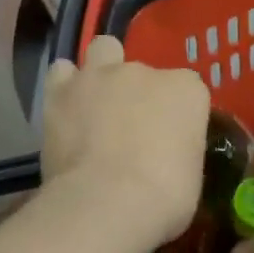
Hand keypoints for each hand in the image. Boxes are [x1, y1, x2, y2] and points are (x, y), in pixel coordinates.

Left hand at [41, 36, 209, 252]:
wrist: (107, 202)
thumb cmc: (164, 197)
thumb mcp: (191, 177)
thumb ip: (179, 150)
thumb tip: (165, 155)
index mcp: (187, 90)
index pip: (187, 90)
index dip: (177, 112)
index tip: (170, 138)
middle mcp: (145, 71)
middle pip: (144, 71)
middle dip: (138, 91)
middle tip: (130, 125)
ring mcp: (101, 76)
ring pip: (103, 50)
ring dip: (101, 72)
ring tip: (95, 103)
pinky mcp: (62, 90)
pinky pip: (61, 72)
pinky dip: (64, 87)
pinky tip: (66, 109)